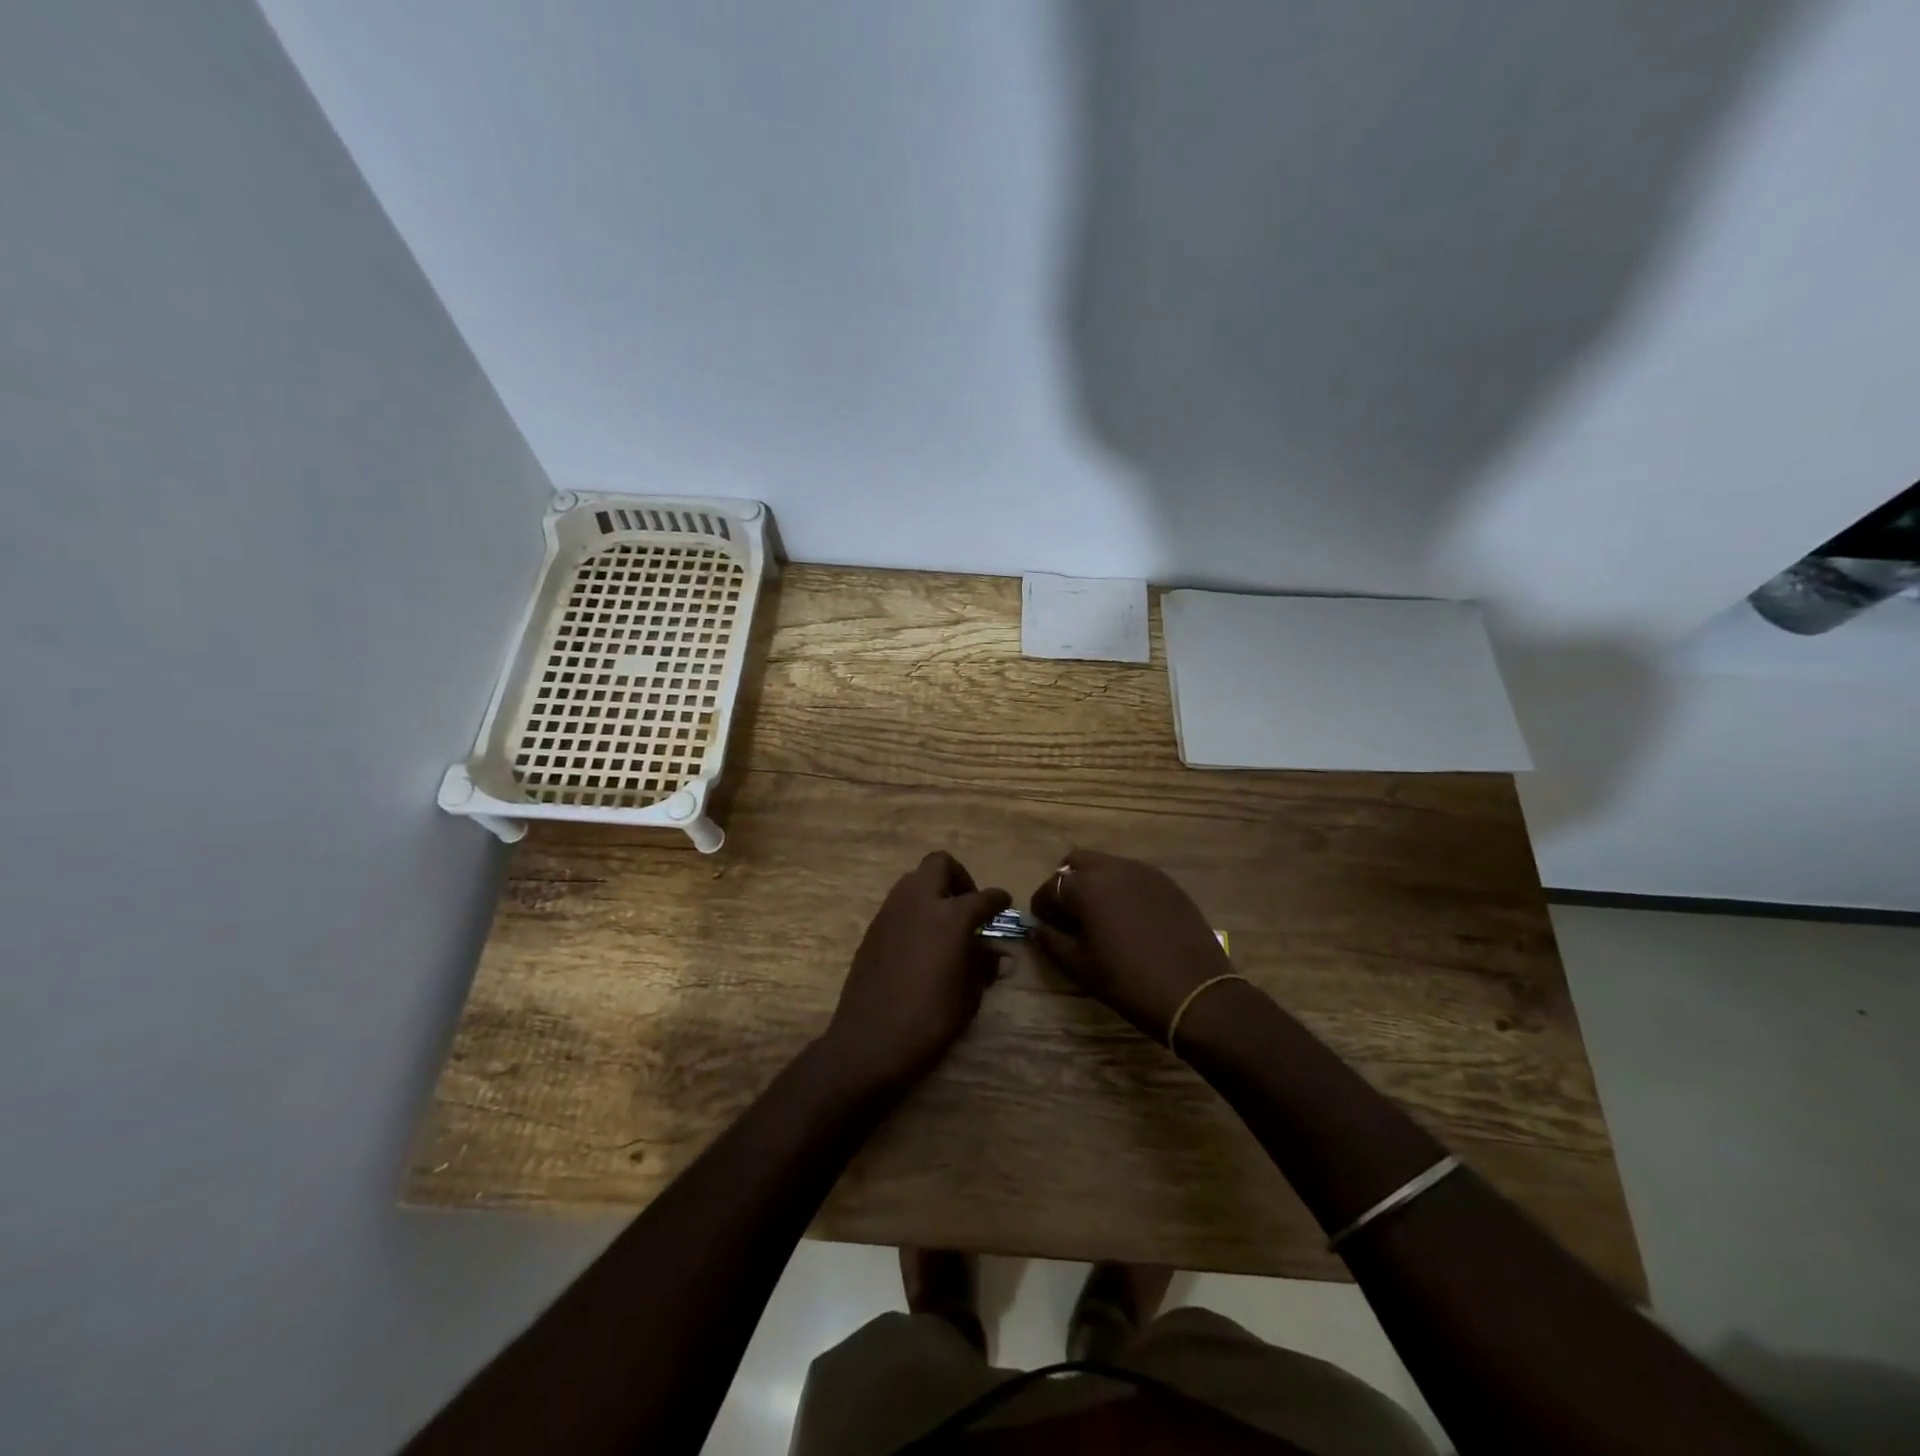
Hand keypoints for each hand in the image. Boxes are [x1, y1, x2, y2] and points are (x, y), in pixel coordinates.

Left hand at [821, 852, 1011, 1093]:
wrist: (870, 1040)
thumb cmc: (930, 1020)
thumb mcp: (968, 995)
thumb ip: (983, 966)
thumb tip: (999, 955)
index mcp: (951, 916)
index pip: (983, 897)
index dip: (998, 899)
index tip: (1004, 904)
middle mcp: (920, 902)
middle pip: (940, 864)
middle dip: (959, 877)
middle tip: (968, 905)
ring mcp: (891, 911)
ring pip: (914, 879)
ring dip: (932, 891)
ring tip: (944, 923)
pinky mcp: (872, 928)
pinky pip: (898, 903)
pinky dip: (914, 910)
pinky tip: (920, 941)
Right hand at [1029, 848, 1231, 1042]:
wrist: (1195, 993)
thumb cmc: (1128, 982)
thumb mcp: (1081, 967)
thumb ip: (1053, 942)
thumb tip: (1038, 929)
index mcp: (1086, 887)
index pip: (1051, 886)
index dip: (1042, 904)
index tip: (1041, 921)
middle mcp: (1113, 869)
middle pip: (1078, 862)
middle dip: (1066, 882)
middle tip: (1068, 911)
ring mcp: (1144, 872)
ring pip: (1107, 864)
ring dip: (1095, 882)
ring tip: (1098, 914)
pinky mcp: (1167, 883)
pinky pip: (1134, 875)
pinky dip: (1121, 887)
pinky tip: (1128, 916)